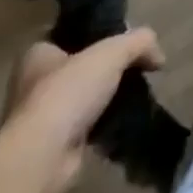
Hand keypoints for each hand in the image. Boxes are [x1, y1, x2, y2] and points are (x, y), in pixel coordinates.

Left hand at [0, 29, 164, 192]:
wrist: (40, 159)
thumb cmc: (67, 93)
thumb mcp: (112, 52)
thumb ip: (139, 42)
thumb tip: (159, 56)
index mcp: (37, 54)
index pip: (70, 34)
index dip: (97, 33)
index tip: (123, 38)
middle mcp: (33, 84)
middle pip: (79, 67)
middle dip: (105, 69)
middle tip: (135, 67)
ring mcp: (41, 118)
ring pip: (84, 98)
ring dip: (106, 99)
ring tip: (137, 94)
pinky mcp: (52, 147)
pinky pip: (86, 127)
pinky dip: (104, 125)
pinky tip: (125, 121)